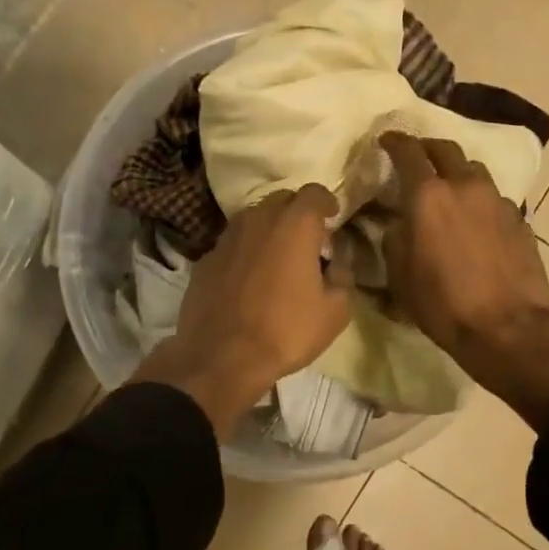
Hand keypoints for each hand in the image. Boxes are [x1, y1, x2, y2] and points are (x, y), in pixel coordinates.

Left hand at [132, 186, 351, 437]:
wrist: (221, 357)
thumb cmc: (286, 331)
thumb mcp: (335, 312)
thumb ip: (342, 278)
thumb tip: (335, 266)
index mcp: (294, 225)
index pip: (314, 192)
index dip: (326, 202)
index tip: (332, 217)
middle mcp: (258, 220)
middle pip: (282, 199)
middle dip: (297, 212)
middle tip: (308, 240)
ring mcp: (227, 238)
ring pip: (253, 219)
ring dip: (269, 229)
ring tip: (277, 257)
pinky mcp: (205, 258)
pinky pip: (233, 244)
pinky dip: (245, 251)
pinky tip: (249, 278)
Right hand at [380, 133, 548, 429]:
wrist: (507, 328)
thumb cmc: (442, 304)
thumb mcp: (399, 274)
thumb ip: (394, 237)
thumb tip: (397, 222)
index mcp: (428, 196)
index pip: (408, 152)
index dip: (394, 142)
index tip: (386, 140)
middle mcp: (464, 186)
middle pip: (445, 149)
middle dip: (427, 148)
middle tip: (416, 158)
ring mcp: (496, 200)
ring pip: (473, 169)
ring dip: (456, 171)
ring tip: (448, 187)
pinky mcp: (519, 219)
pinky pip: (493, 197)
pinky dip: (477, 198)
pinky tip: (474, 219)